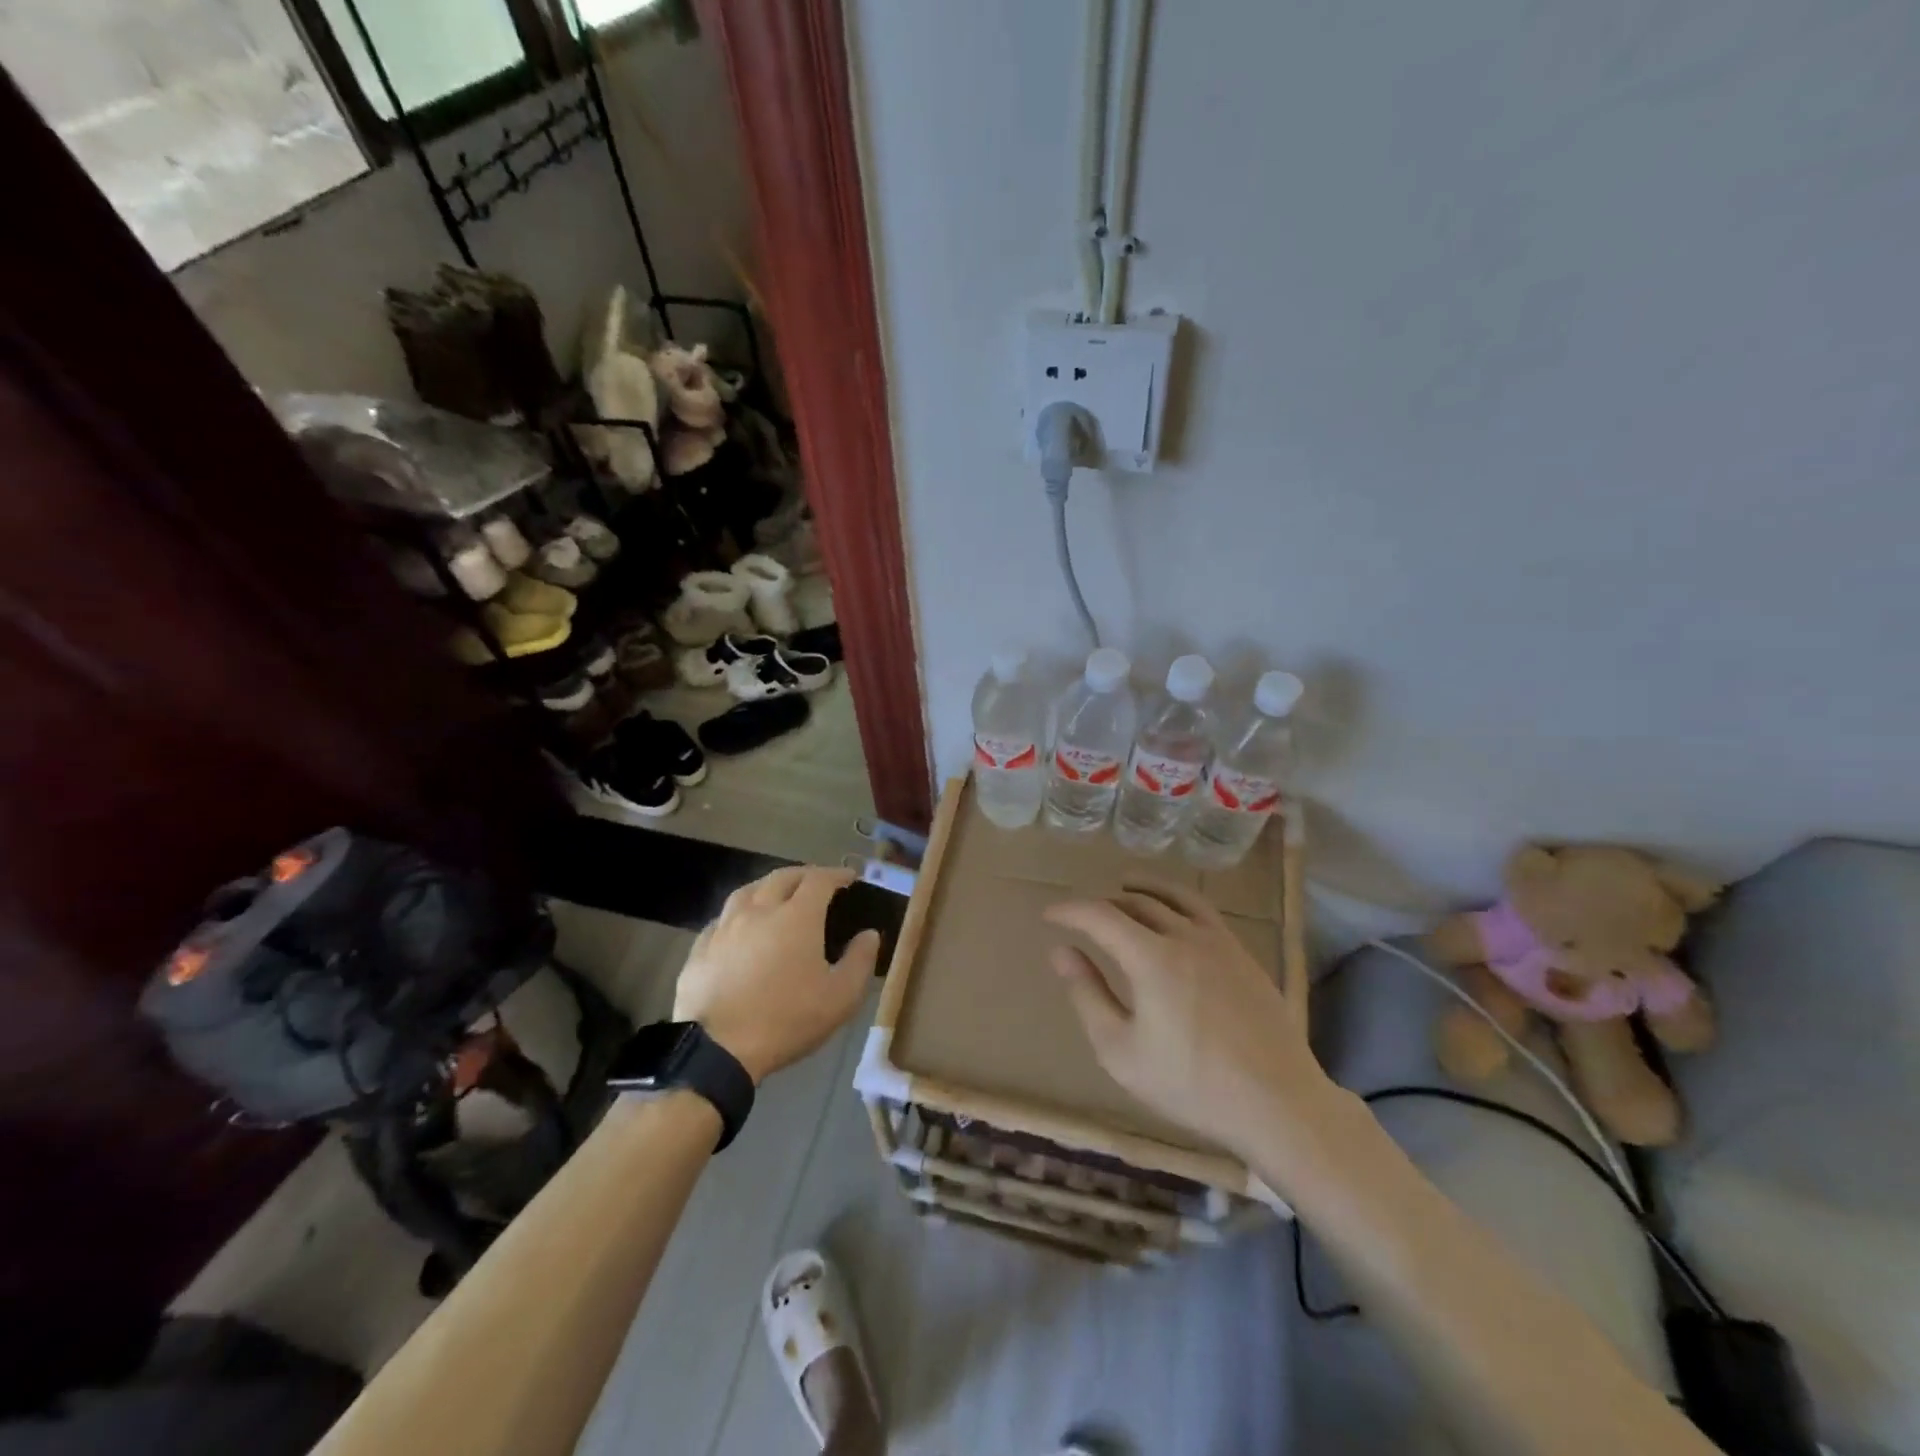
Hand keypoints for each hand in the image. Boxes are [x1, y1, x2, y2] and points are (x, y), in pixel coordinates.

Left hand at [674, 867, 879, 1084]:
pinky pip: (722, 917)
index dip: (836, 874)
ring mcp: (725, 927)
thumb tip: (869, 934)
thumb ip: (860, 961)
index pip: (819, 880)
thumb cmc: (787, 1019)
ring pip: (748, 891)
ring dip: (768, 886)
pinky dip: (739, 913)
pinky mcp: (700, 947)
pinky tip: (740, 927)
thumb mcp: (840, 997)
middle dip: (804, 874)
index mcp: (797, 916)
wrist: (718, 1049)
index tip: (849, 877)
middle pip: (782, 877)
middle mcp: (759, 910)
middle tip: (816, 882)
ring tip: (777, 895)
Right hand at [1044, 880, 1330, 1159]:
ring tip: (1126, 888)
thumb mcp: (1121, 1050)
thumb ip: (1088, 995)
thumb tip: (1061, 952)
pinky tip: (1175, 918)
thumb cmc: (1190, 1084)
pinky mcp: (1244, 955)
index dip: (1071, 910)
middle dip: (1104, 903)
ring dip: (1143, 890)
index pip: (1100, 915)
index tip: (1050, 915)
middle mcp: (1185, 937)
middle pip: (1137, 902)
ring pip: (1174, 898)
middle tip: (1084, 915)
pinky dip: (1178, 902)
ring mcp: (1220, 943)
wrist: (1277, 1104)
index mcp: (1152, 958)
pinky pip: (1204, 912)